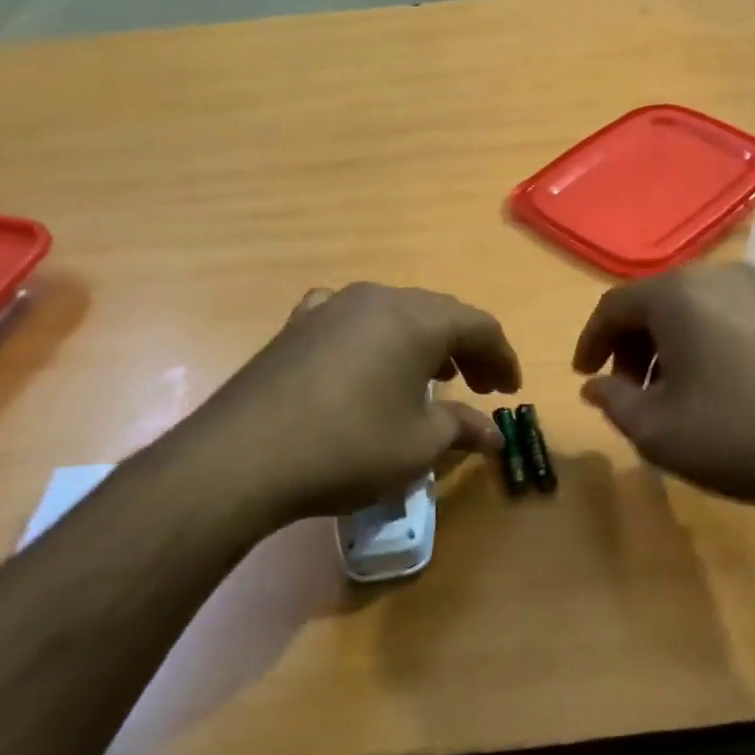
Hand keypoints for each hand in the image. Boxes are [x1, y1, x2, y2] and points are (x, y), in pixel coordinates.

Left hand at [180, 283, 520, 530]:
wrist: (244, 455)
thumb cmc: (349, 446)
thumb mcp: (418, 444)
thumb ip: (461, 428)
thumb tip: (493, 435)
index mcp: (417, 319)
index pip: (479, 326)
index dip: (502, 357)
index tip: (510, 392)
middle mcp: (377, 298)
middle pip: (438, 314)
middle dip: (466, 349)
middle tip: (480, 385)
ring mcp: (332, 306)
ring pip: (394, 313)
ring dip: (421, 342)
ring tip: (432, 376)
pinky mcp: (298, 324)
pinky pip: (350, 320)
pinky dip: (374, 338)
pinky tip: (366, 360)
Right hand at [572, 263, 754, 515]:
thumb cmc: (740, 436)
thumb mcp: (658, 432)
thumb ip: (614, 402)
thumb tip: (596, 385)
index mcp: (677, 294)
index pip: (613, 306)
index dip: (591, 342)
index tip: (585, 376)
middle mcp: (719, 276)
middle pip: (655, 304)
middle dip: (633, 347)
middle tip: (631, 391)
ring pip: (695, 310)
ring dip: (671, 347)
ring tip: (674, 394)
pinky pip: (731, 318)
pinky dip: (708, 344)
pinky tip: (720, 388)